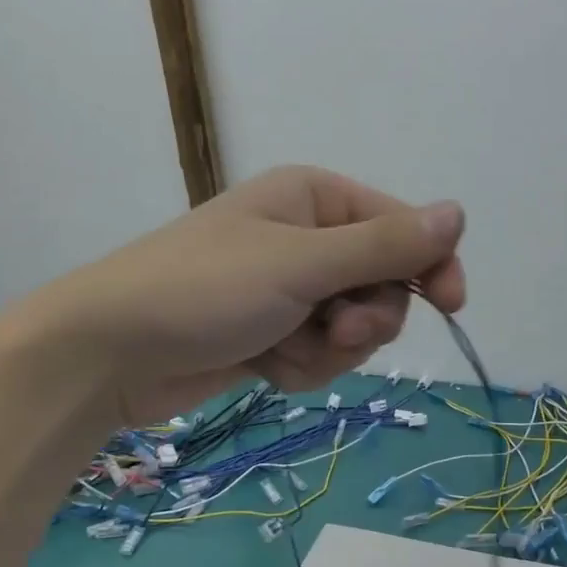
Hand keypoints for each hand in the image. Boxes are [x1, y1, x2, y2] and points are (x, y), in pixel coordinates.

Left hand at [6, 166, 465, 425]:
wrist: (108, 354)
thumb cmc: (204, 290)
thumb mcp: (301, 263)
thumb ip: (384, 245)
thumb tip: (458, 212)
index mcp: (316, 199)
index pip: (403, 228)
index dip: (431, 265)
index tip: (451, 305)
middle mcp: (307, 238)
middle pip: (383, 285)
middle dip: (365, 319)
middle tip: (333, 330)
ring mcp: (290, 290)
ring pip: (355, 329)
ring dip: (329, 350)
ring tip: (284, 349)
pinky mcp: (274, 333)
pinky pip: (320, 355)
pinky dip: (301, 367)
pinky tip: (265, 366)